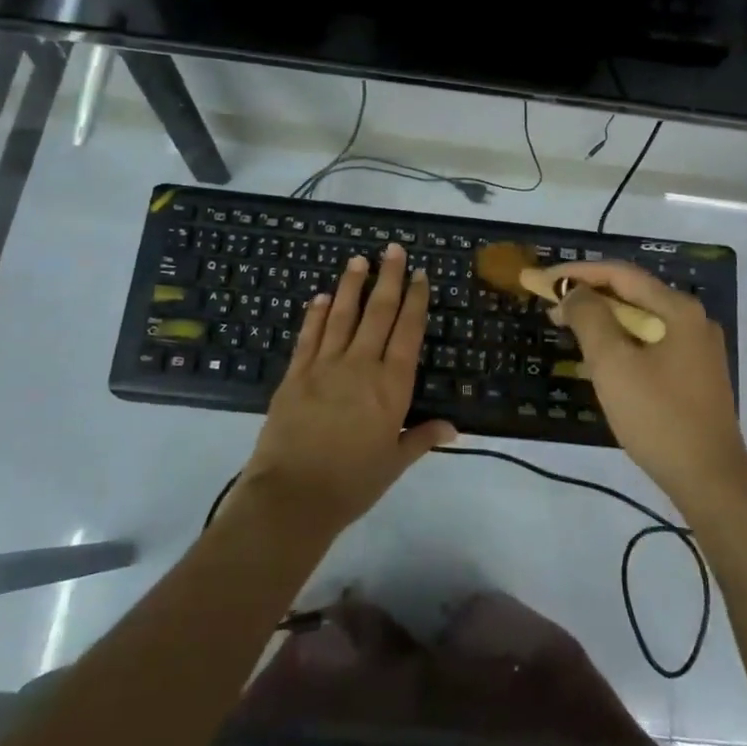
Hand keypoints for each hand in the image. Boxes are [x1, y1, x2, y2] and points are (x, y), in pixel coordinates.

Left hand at [240, 243, 453, 535]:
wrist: (293, 496)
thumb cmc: (352, 483)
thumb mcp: (394, 463)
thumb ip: (422, 438)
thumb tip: (453, 427)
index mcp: (391, 386)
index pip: (407, 333)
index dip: (414, 301)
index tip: (419, 275)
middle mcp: (360, 366)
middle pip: (377, 313)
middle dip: (388, 279)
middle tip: (393, 249)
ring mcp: (324, 366)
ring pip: (341, 316)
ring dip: (351, 286)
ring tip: (359, 260)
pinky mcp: (295, 374)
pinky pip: (308, 336)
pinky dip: (315, 314)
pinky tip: (320, 297)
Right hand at [548, 260, 746, 511]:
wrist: (709, 479)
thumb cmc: (658, 416)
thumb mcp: (613, 363)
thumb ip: (590, 318)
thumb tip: (574, 292)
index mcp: (678, 310)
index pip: (620, 274)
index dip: (577, 274)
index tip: (541, 281)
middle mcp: (692, 320)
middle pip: (632, 295)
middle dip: (588, 296)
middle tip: (549, 306)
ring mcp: (697, 349)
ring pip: (640, 321)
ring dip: (602, 320)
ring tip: (566, 327)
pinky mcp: (694, 375)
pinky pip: (650, 344)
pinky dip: (620, 342)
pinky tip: (597, 357)